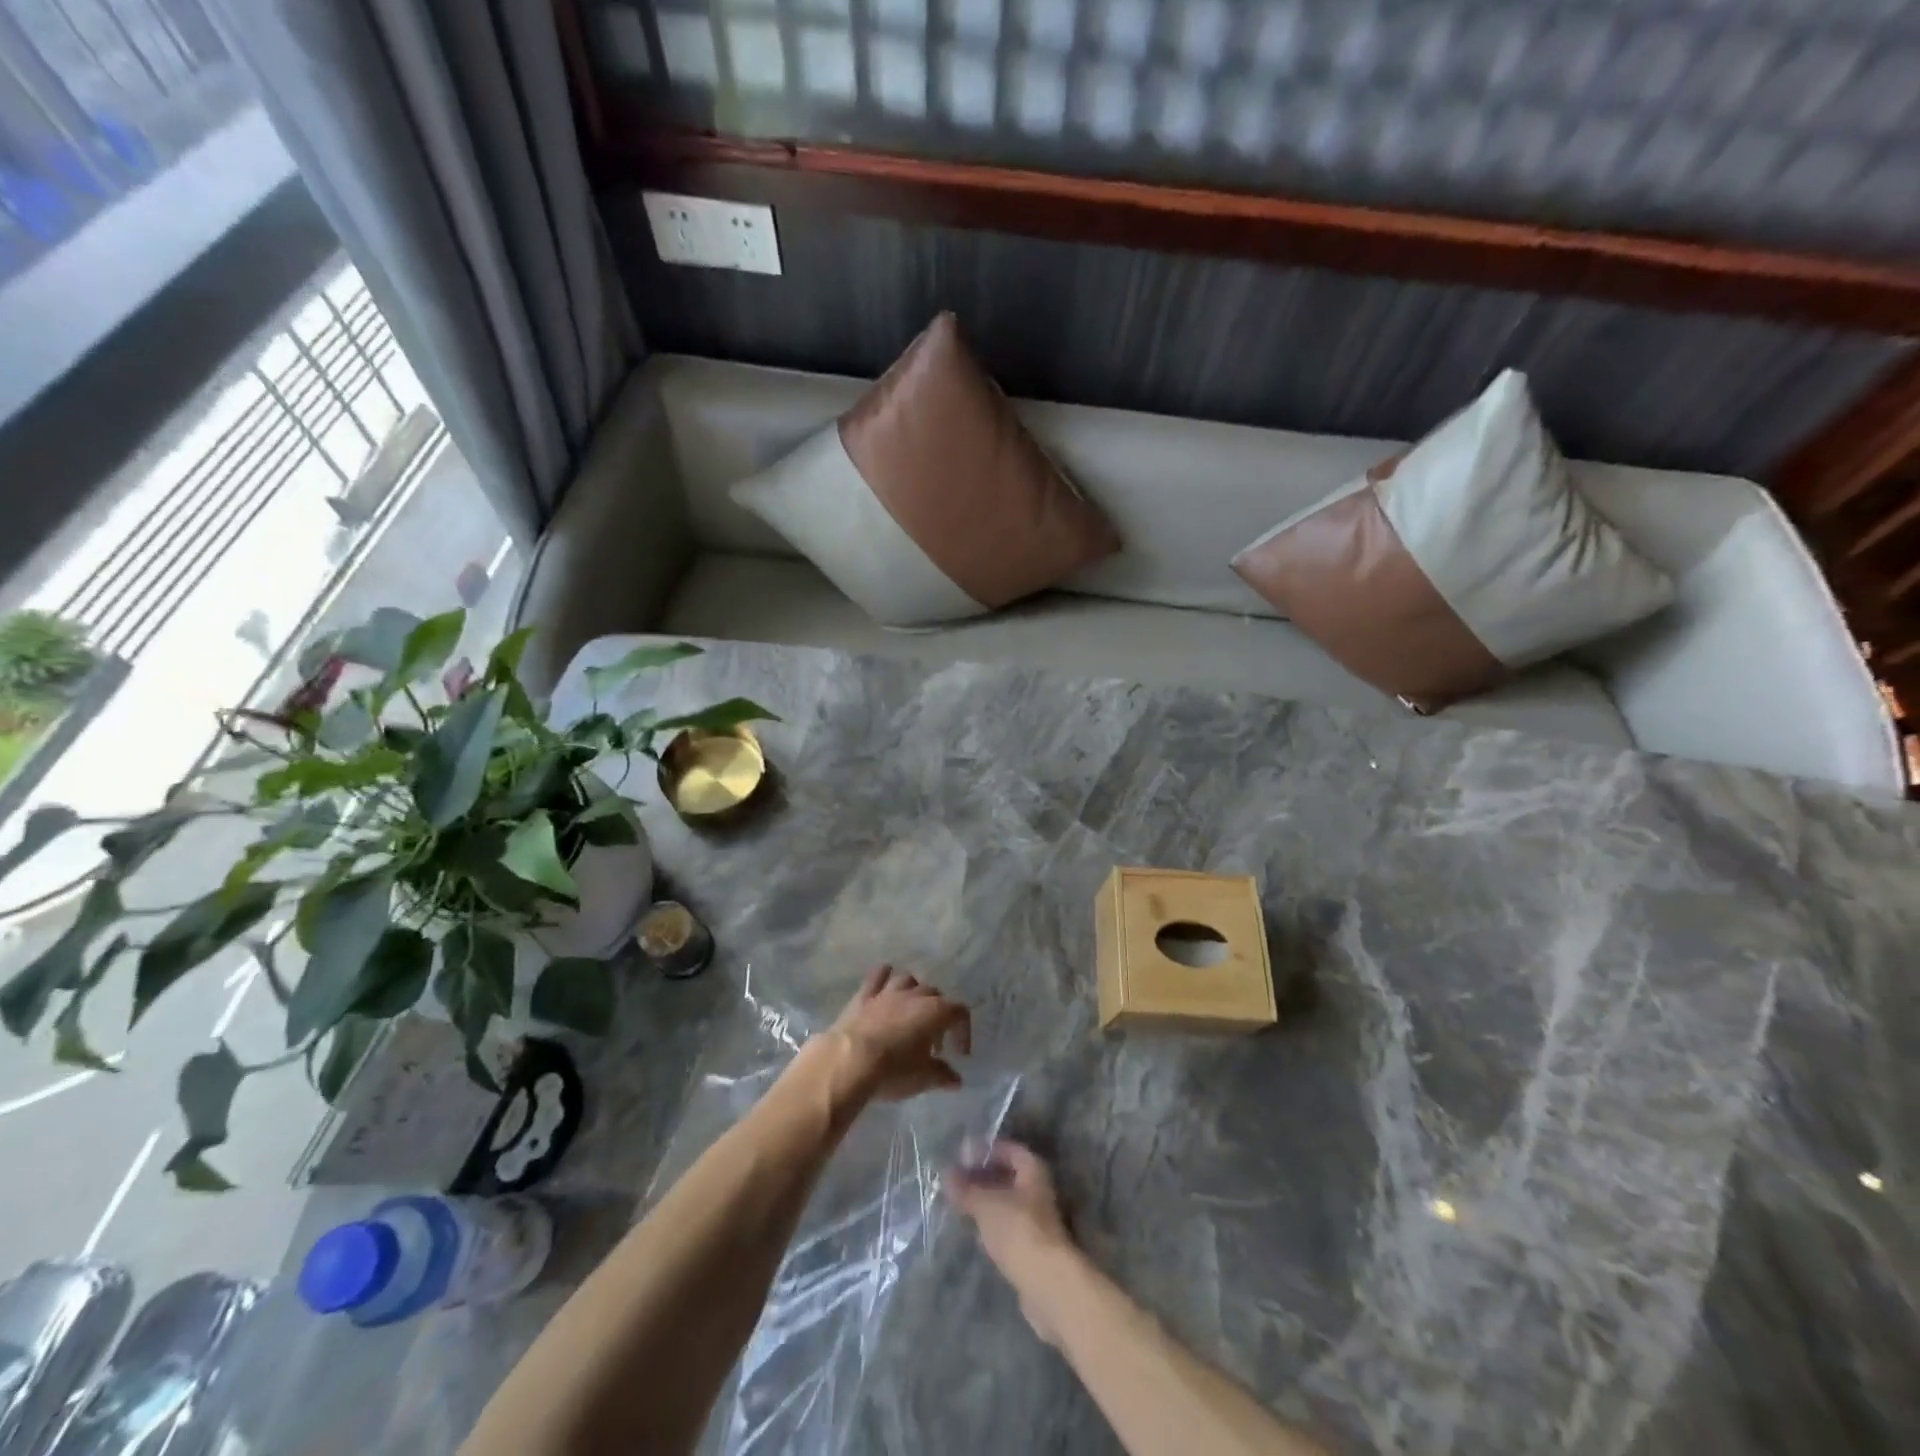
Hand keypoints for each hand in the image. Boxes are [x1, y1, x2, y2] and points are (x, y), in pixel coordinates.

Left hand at [826, 965, 970, 1102]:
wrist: (849, 1061)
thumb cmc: (893, 1070)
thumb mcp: (923, 1078)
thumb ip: (942, 1075)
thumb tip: (955, 1079)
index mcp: (935, 1011)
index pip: (960, 1012)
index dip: (963, 1031)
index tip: (959, 1053)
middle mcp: (914, 995)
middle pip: (935, 995)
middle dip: (938, 1015)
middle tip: (933, 1042)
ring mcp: (888, 991)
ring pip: (908, 980)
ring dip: (914, 993)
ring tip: (911, 1012)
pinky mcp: (864, 995)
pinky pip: (878, 976)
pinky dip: (884, 977)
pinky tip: (885, 984)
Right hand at [945, 1139, 1076, 1344]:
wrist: (1047, 1284)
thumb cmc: (1018, 1230)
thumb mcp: (986, 1204)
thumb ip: (966, 1189)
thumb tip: (946, 1174)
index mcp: (1033, 1170)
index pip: (1009, 1150)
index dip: (986, 1150)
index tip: (962, 1157)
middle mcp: (1039, 1191)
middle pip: (1009, 1176)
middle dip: (983, 1177)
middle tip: (956, 1181)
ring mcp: (1037, 1221)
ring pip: (1007, 1204)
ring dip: (986, 1203)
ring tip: (960, 1205)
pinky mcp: (1032, 1248)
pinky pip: (1008, 1227)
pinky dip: (991, 1225)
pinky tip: (974, 1232)